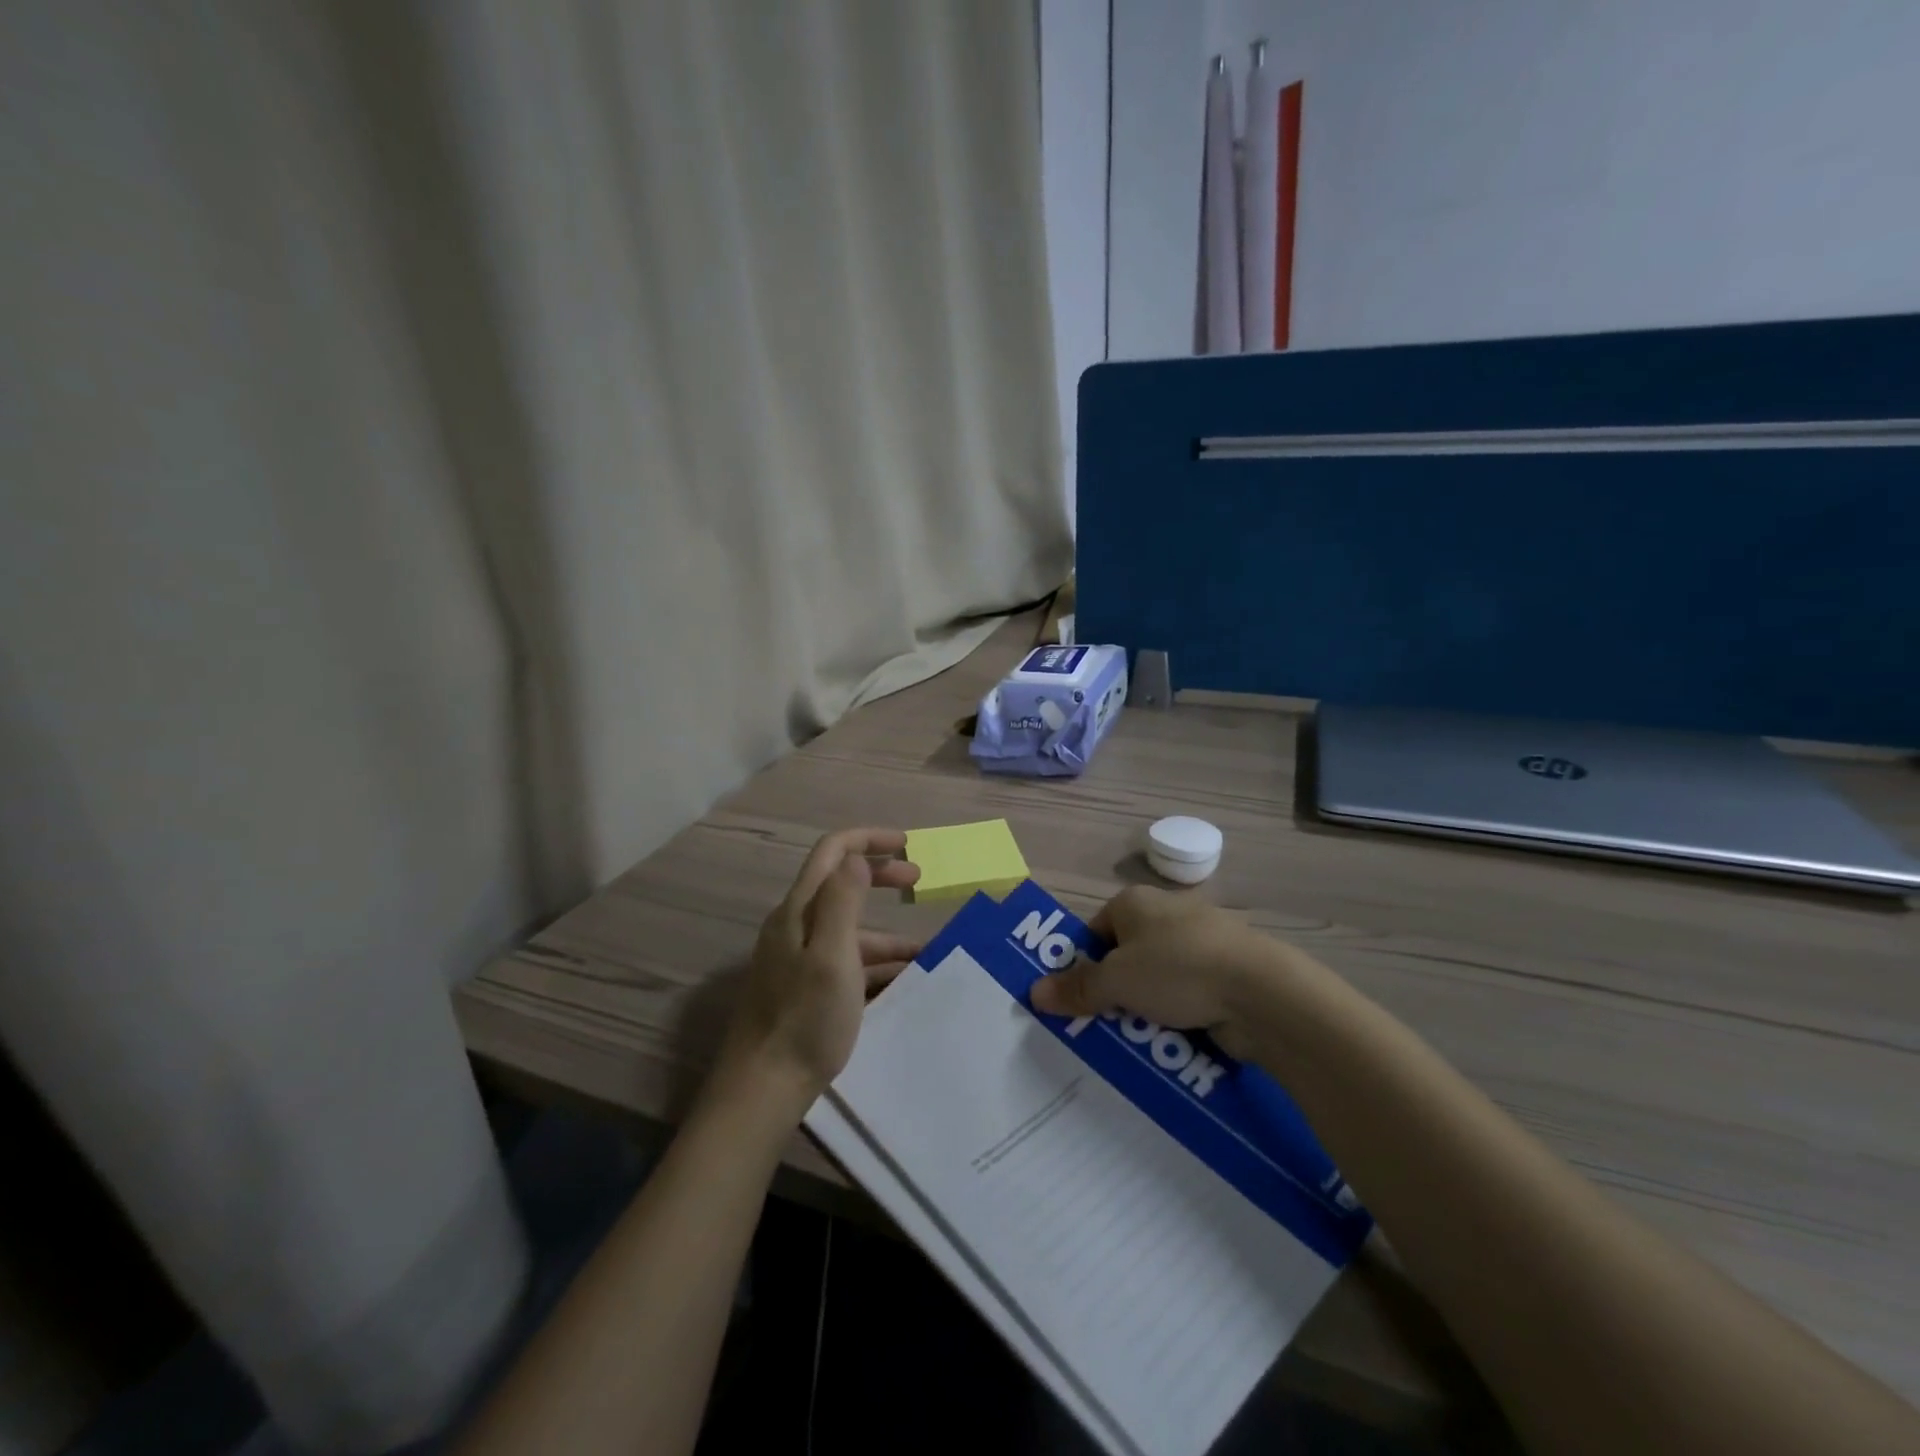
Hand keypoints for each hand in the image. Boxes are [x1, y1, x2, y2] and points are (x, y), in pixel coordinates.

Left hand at [712, 828, 921, 1112]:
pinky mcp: (803, 986)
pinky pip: (845, 961)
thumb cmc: (804, 1019)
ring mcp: (797, 957)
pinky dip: (874, 963)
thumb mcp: (832, 956)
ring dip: (886, 931)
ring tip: (925, 951)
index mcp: (799, 910)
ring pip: (847, 928)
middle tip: (919, 882)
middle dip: (880, 875)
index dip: (869, 839)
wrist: (764, 1088)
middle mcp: (795, 925)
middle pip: (840, 883)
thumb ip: (843, 900)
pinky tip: (900, 982)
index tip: (908, 846)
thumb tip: (857, 857)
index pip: (832, 851)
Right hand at [1029, 885, 1323, 1060]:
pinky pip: (1188, 997)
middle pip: (1125, 958)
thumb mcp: (1116, 981)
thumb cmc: (1176, 969)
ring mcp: (1201, 943)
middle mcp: (1166, 914)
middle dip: (1114, 994)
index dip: (1082, 965)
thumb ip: (1077, 987)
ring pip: (1157, 981)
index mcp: (1134, 902)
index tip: (1078, 1000)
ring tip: (1136, 1044)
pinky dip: (1178, 1018)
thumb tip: (1033, 991)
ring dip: (1145, 1011)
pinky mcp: (1225, 973)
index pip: (1095, 932)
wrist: (1261, 991)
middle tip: (1100, 1028)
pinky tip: (1173, 1045)